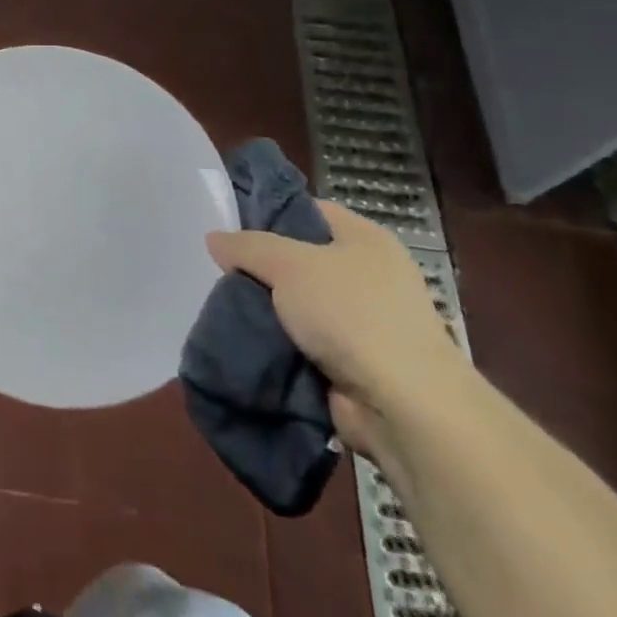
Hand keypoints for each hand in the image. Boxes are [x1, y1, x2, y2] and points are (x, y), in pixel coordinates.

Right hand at [206, 202, 468, 459]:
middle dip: (260, 268)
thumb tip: (214, 238)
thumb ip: (249, 247)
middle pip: (299, 260)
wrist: (402, 405)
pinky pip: (301, 343)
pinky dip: (277, 344)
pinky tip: (243, 340)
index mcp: (366, 239)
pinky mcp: (351, 364)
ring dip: (265, 310)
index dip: (269, 213)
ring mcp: (362, 323)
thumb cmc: (352, 314)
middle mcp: (368, 276)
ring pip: (296, 305)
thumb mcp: (290, 265)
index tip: (228, 224)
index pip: (309, 210)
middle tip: (218, 270)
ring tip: (221, 306)